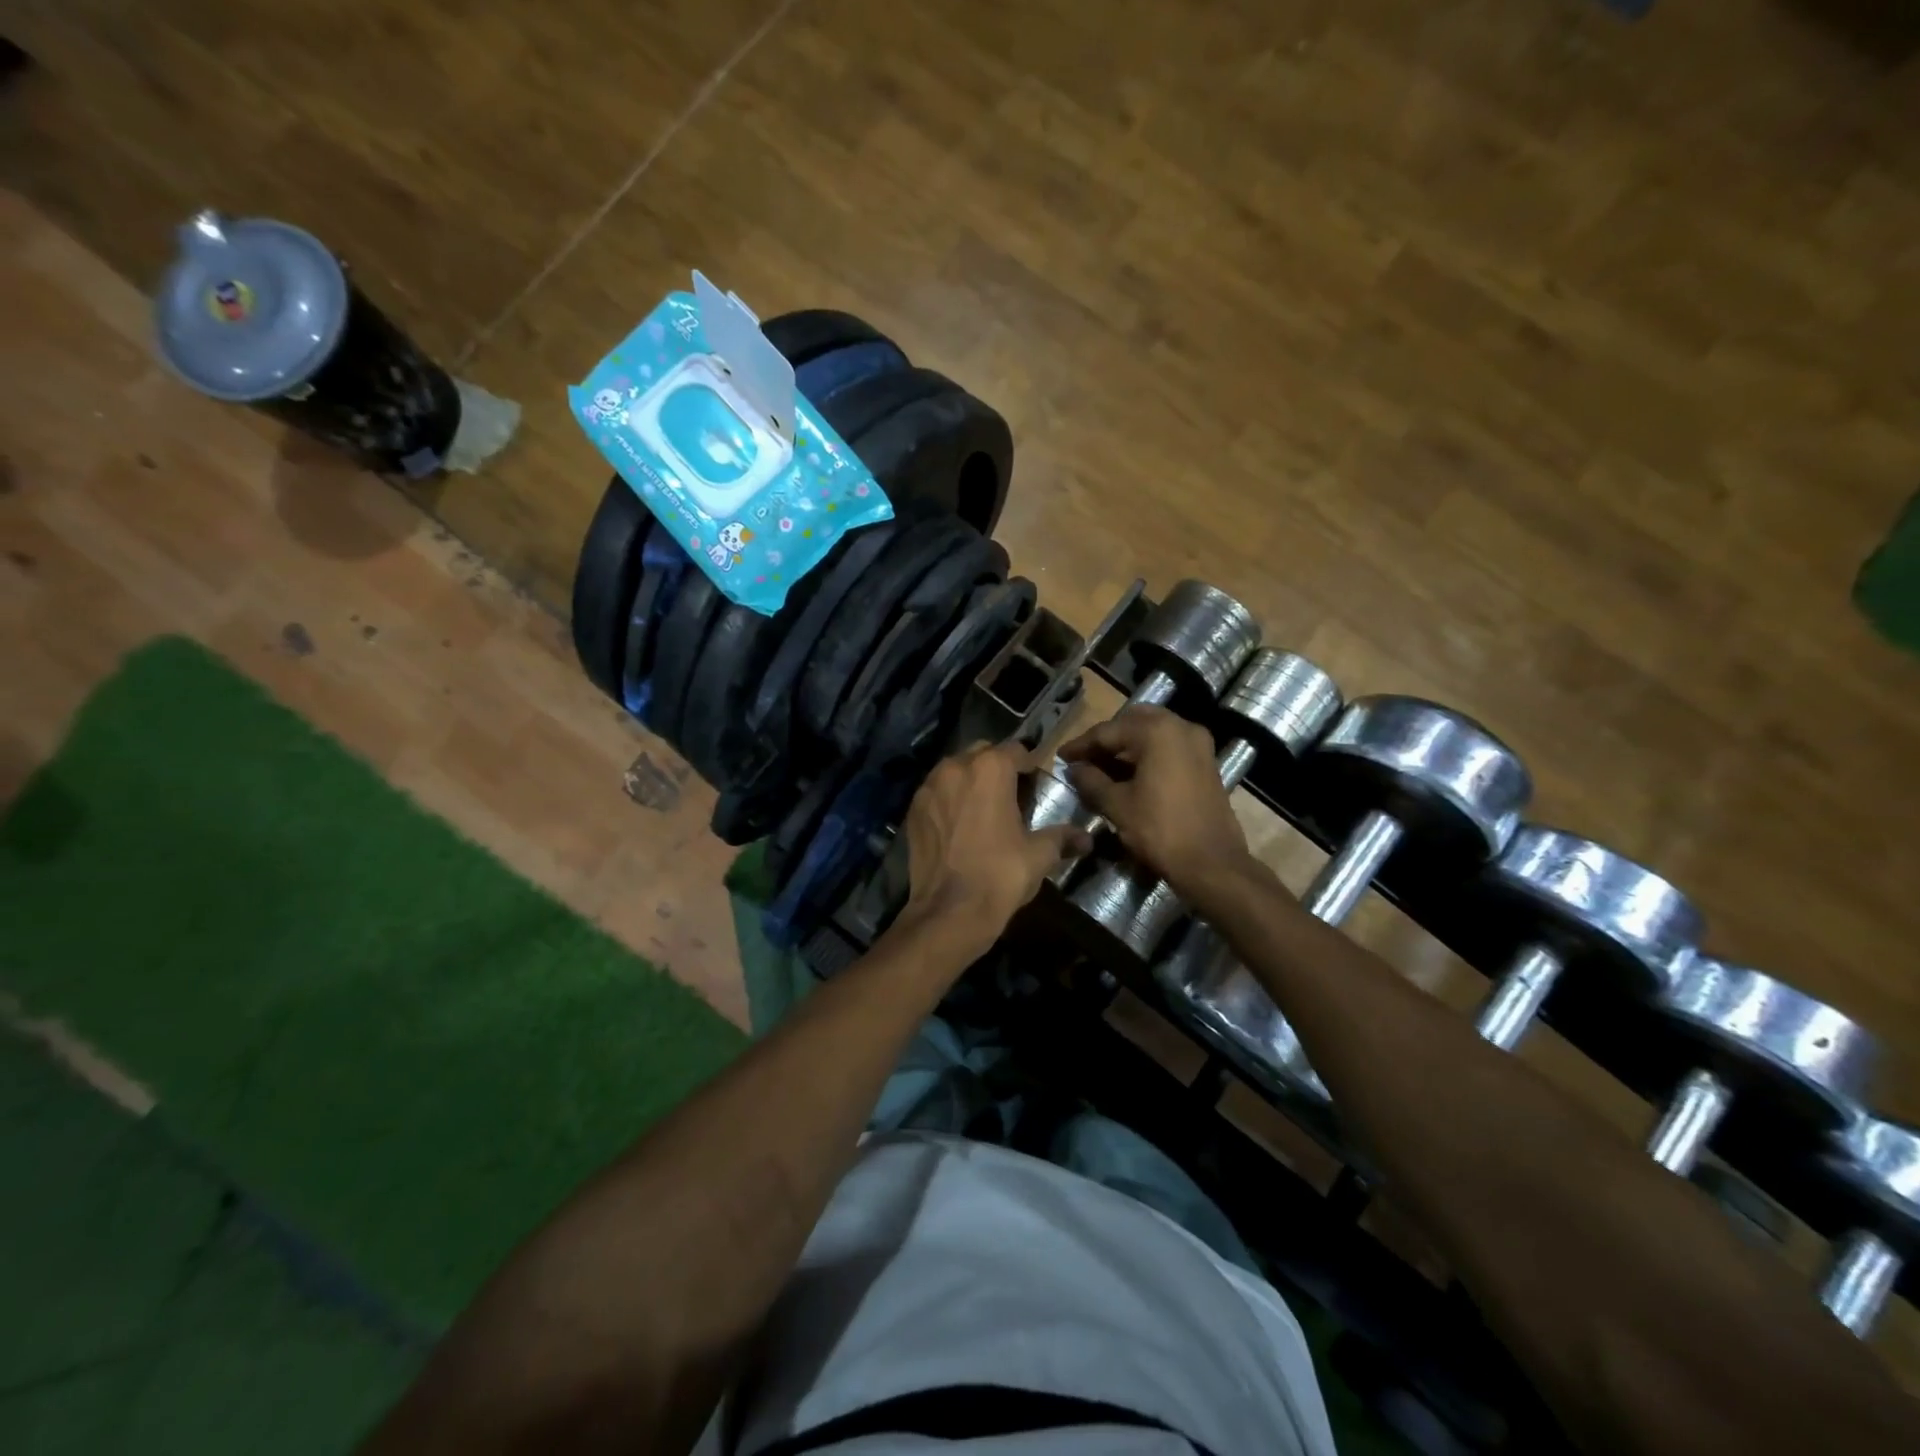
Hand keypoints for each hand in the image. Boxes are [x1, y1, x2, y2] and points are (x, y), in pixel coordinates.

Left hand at [900, 742, 1090, 951]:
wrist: (949, 912)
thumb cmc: (1000, 875)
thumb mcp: (1039, 855)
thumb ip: (1062, 837)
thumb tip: (1086, 839)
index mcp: (990, 768)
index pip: (1016, 750)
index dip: (1029, 766)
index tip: (1036, 785)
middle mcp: (955, 766)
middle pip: (982, 754)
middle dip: (997, 768)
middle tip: (1011, 797)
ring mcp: (928, 787)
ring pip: (955, 770)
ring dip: (970, 781)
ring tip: (982, 810)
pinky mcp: (912, 809)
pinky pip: (936, 792)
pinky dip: (948, 800)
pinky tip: (958, 826)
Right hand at [1058, 706, 1254, 904]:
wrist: (1212, 864)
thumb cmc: (1160, 830)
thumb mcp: (1117, 805)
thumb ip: (1091, 780)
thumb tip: (1074, 769)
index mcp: (1157, 731)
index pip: (1108, 731)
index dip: (1081, 745)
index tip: (1061, 756)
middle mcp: (1181, 727)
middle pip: (1133, 723)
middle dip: (1107, 739)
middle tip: (1085, 757)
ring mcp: (1199, 744)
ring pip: (1154, 733)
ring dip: (1128, 746)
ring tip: (1102, 767)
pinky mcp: (1206, 763)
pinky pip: (1170, 747)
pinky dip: (1148, 755)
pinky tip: (1129, 774)